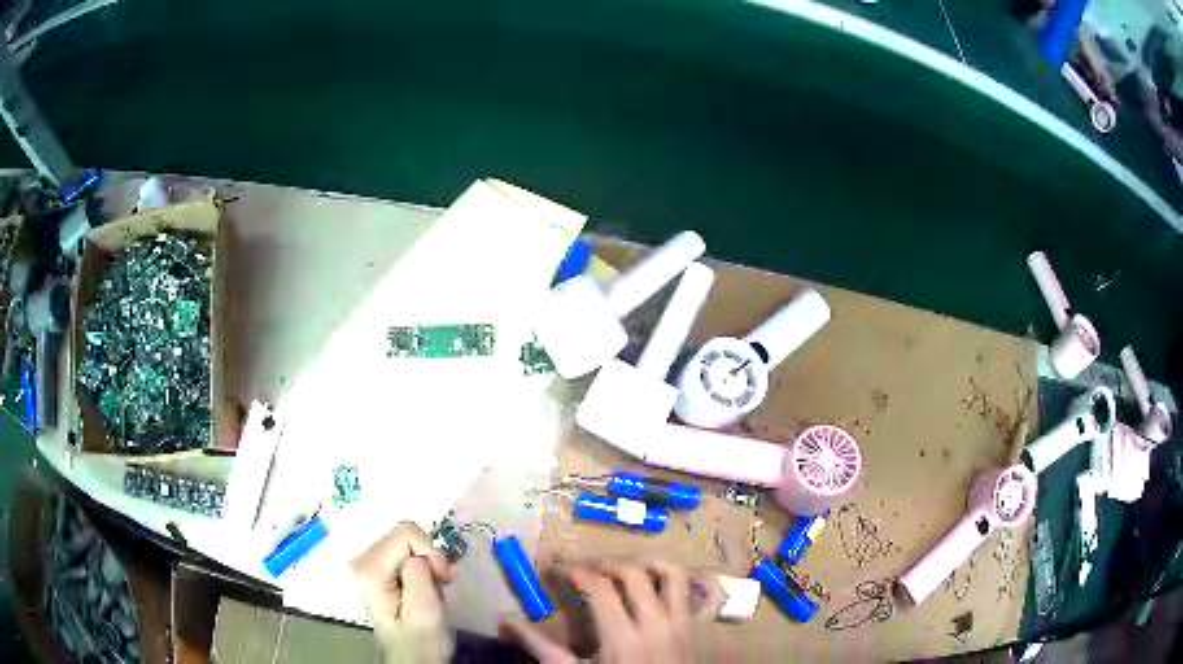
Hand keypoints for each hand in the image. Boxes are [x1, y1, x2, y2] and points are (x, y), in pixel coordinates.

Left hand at [351, 522, 454, 663]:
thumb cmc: (422, 641)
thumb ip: (419, 574)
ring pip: (408, 542)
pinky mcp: (377, 569)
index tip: (442, 579)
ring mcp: (368, 563)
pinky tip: (423, 587)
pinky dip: (421, 567)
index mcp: (369, 569)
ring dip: (427, 564)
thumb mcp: (425, 610)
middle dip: (429, 557)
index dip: (431, 552)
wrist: (413, 659)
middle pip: (405, 535)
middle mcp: (362, 560)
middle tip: (440, 584)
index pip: (407, 532)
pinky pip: (405, 552)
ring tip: (433, 589)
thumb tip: (418, 555)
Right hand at [503, 560, 725, 662]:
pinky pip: (711, 598)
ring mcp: (683, 624)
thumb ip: (540, 647)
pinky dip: (702, 582)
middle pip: (633, 573)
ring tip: (627, 569)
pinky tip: (685, 578)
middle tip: (583, 568)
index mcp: (623, 636)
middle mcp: (657, 623)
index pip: (597, 586)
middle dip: (604, 563)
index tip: (553, 569)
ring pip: (674, 575)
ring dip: (649, 564)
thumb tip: (506, 620)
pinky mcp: (699, 630)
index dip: (572, 571)